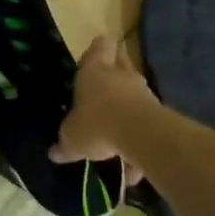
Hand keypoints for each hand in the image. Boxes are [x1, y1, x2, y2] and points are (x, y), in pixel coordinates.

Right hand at [52, 36, 155, 182]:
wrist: (140, 134)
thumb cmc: (96, 123)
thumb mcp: (72, 137)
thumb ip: (65, 142)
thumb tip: (54, 152)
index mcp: (93, 71)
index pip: (100, 46)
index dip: (99, 48)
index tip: (97, 54)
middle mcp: (120, 75)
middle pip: (120, 65)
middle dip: (115, 77)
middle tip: (104, 93)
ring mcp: (143, 93)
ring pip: (134, 96)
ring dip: (127, 111)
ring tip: (116, 138)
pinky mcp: (160, 113)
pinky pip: (145, 125)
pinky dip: (139, 142)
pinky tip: (132, 170)